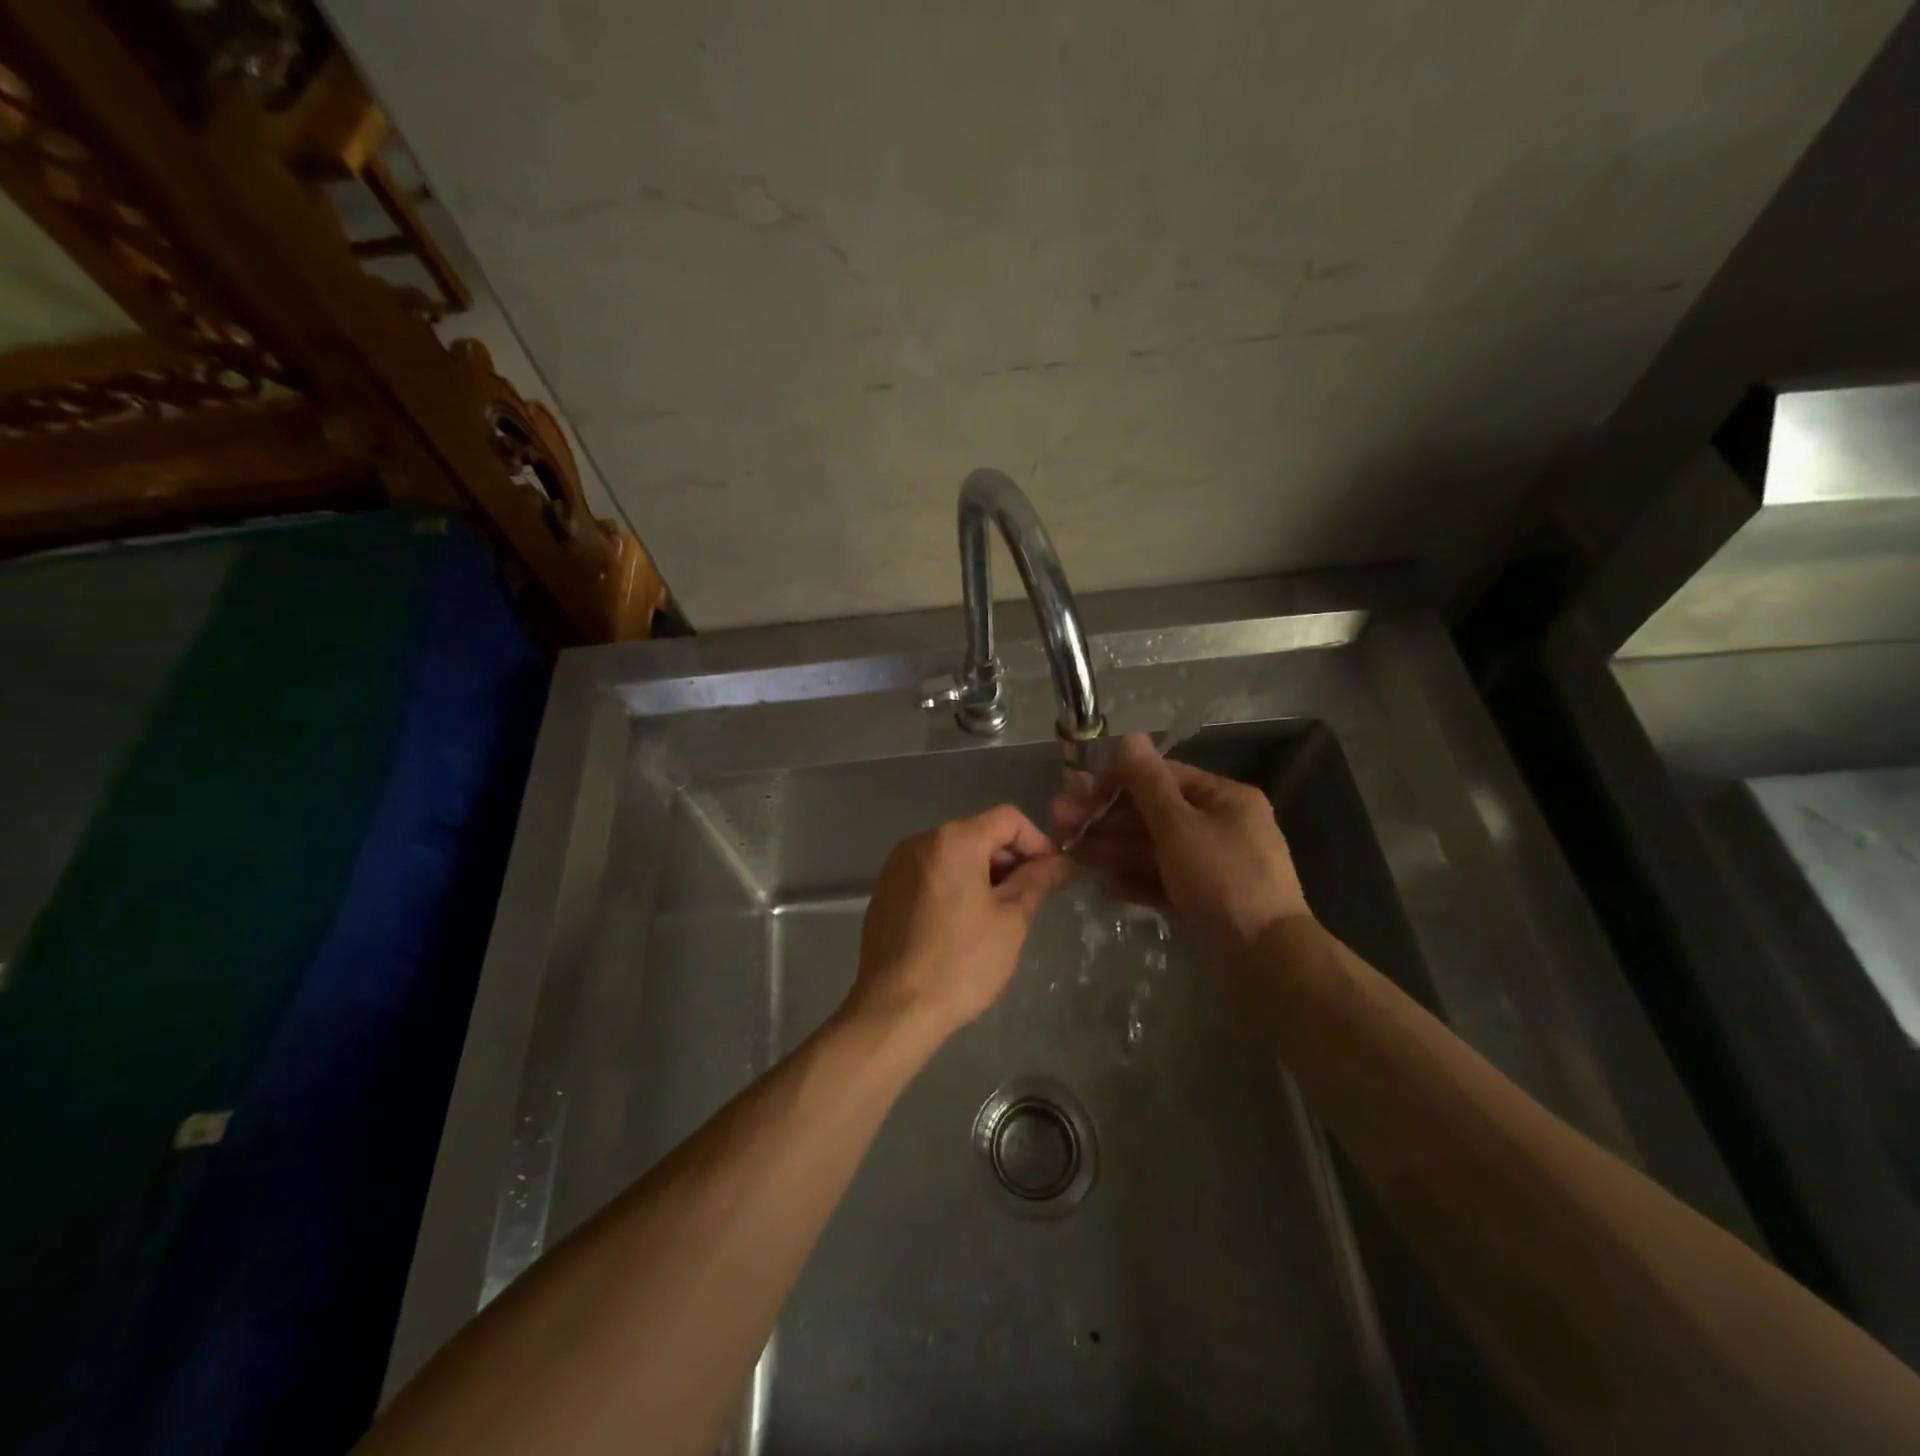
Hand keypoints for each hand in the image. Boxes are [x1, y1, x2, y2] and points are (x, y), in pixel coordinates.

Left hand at [849, 804, 1073, 1038]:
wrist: (895, 1008)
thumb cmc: (962, 962)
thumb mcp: (1011, 921)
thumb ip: (1036, 882)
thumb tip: (1061, 862)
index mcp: (953, 840)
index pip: (1008, 819)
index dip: (1037, 842)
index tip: (1051, 876)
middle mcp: (920, 841)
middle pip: (978, 833)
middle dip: (1009, 860)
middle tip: (1029, 900)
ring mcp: (897, 865)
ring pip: (953, 855)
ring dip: (982, 874)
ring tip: (998, 915)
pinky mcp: (885, 891)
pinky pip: (930, 874)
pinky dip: (953, 886)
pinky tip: (961, 925)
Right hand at [1050, 734, 1310, 968]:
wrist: (1265, 959)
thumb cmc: (1222, 879)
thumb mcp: (1180, 826)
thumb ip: (1149, 783)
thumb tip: (1130, 737)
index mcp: (1225, 799)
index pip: (1164, 777)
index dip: (1119, 781)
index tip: (1080, 794)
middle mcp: (1221, 825)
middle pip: (1154, 814)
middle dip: (1108, 819)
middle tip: (1062, 826)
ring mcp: (1214, 865)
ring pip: (1156, 849)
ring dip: (1114, 849)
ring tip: (1073, 856)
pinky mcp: (1206, 899)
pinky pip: (1166, 880)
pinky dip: (1137, 880)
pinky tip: (1106, 887)